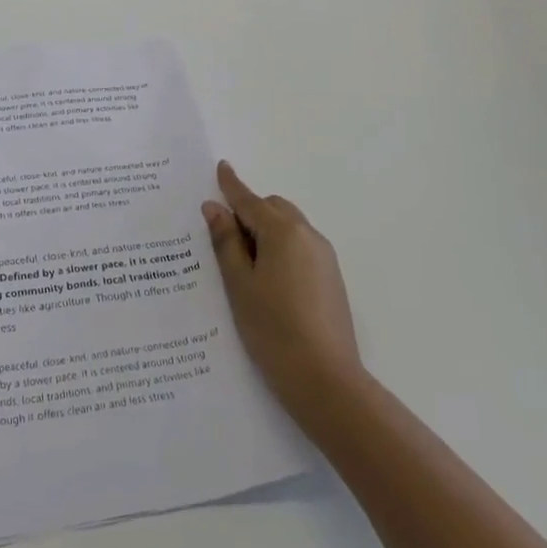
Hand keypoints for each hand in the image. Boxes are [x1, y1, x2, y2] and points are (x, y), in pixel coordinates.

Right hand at [203, 161, 362, 423]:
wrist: (326, 380)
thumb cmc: (273, 329)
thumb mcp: (239, 284)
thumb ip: (226, 242)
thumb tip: (215, 208)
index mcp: (282, 232)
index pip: (250, 200)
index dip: (232, 185)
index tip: (221, 167)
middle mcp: (308, 236)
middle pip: (274, 208)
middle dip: (249, 212)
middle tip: (223, 235)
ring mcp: (324, 257)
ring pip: (290, 228)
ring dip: (266, 231)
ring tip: (243, 262)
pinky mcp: (332, 278)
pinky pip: (300, 248)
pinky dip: (281, 248)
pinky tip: (267, 279)